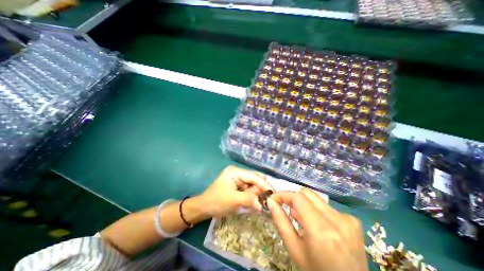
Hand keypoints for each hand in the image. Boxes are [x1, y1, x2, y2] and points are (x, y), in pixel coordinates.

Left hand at [196, 166, 270, 218]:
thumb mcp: (233, 200)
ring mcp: (237, 179)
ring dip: (257, 194)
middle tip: (267, 200)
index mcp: (235, 171)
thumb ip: (249, 199)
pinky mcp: (238, 185)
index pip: (253, 176)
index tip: (273, 193)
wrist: (203, 208)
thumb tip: (263, 205)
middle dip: (260, 189)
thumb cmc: (216, 201)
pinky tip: (254, 202)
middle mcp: (237, 172)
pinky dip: (252, 195)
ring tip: (261, 203)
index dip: (263, 184)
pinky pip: (248, 189)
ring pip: (252, 185)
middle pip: (254, 179)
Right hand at [269, 187, 366, 270]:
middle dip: (294, 199)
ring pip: (316, 199)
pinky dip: (318, 212)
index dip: (283, 195)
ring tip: (304, 222)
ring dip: (305, 205)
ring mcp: (348, 219)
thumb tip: (271, 201)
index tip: (273, 199)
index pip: (298, 198)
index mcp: (321, 230)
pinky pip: (327, 207)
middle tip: (289, 212)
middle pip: (307, 193)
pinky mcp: (353, 221)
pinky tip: (320, 227)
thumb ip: (281, 222)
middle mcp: (337, 220)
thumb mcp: (294, 249)